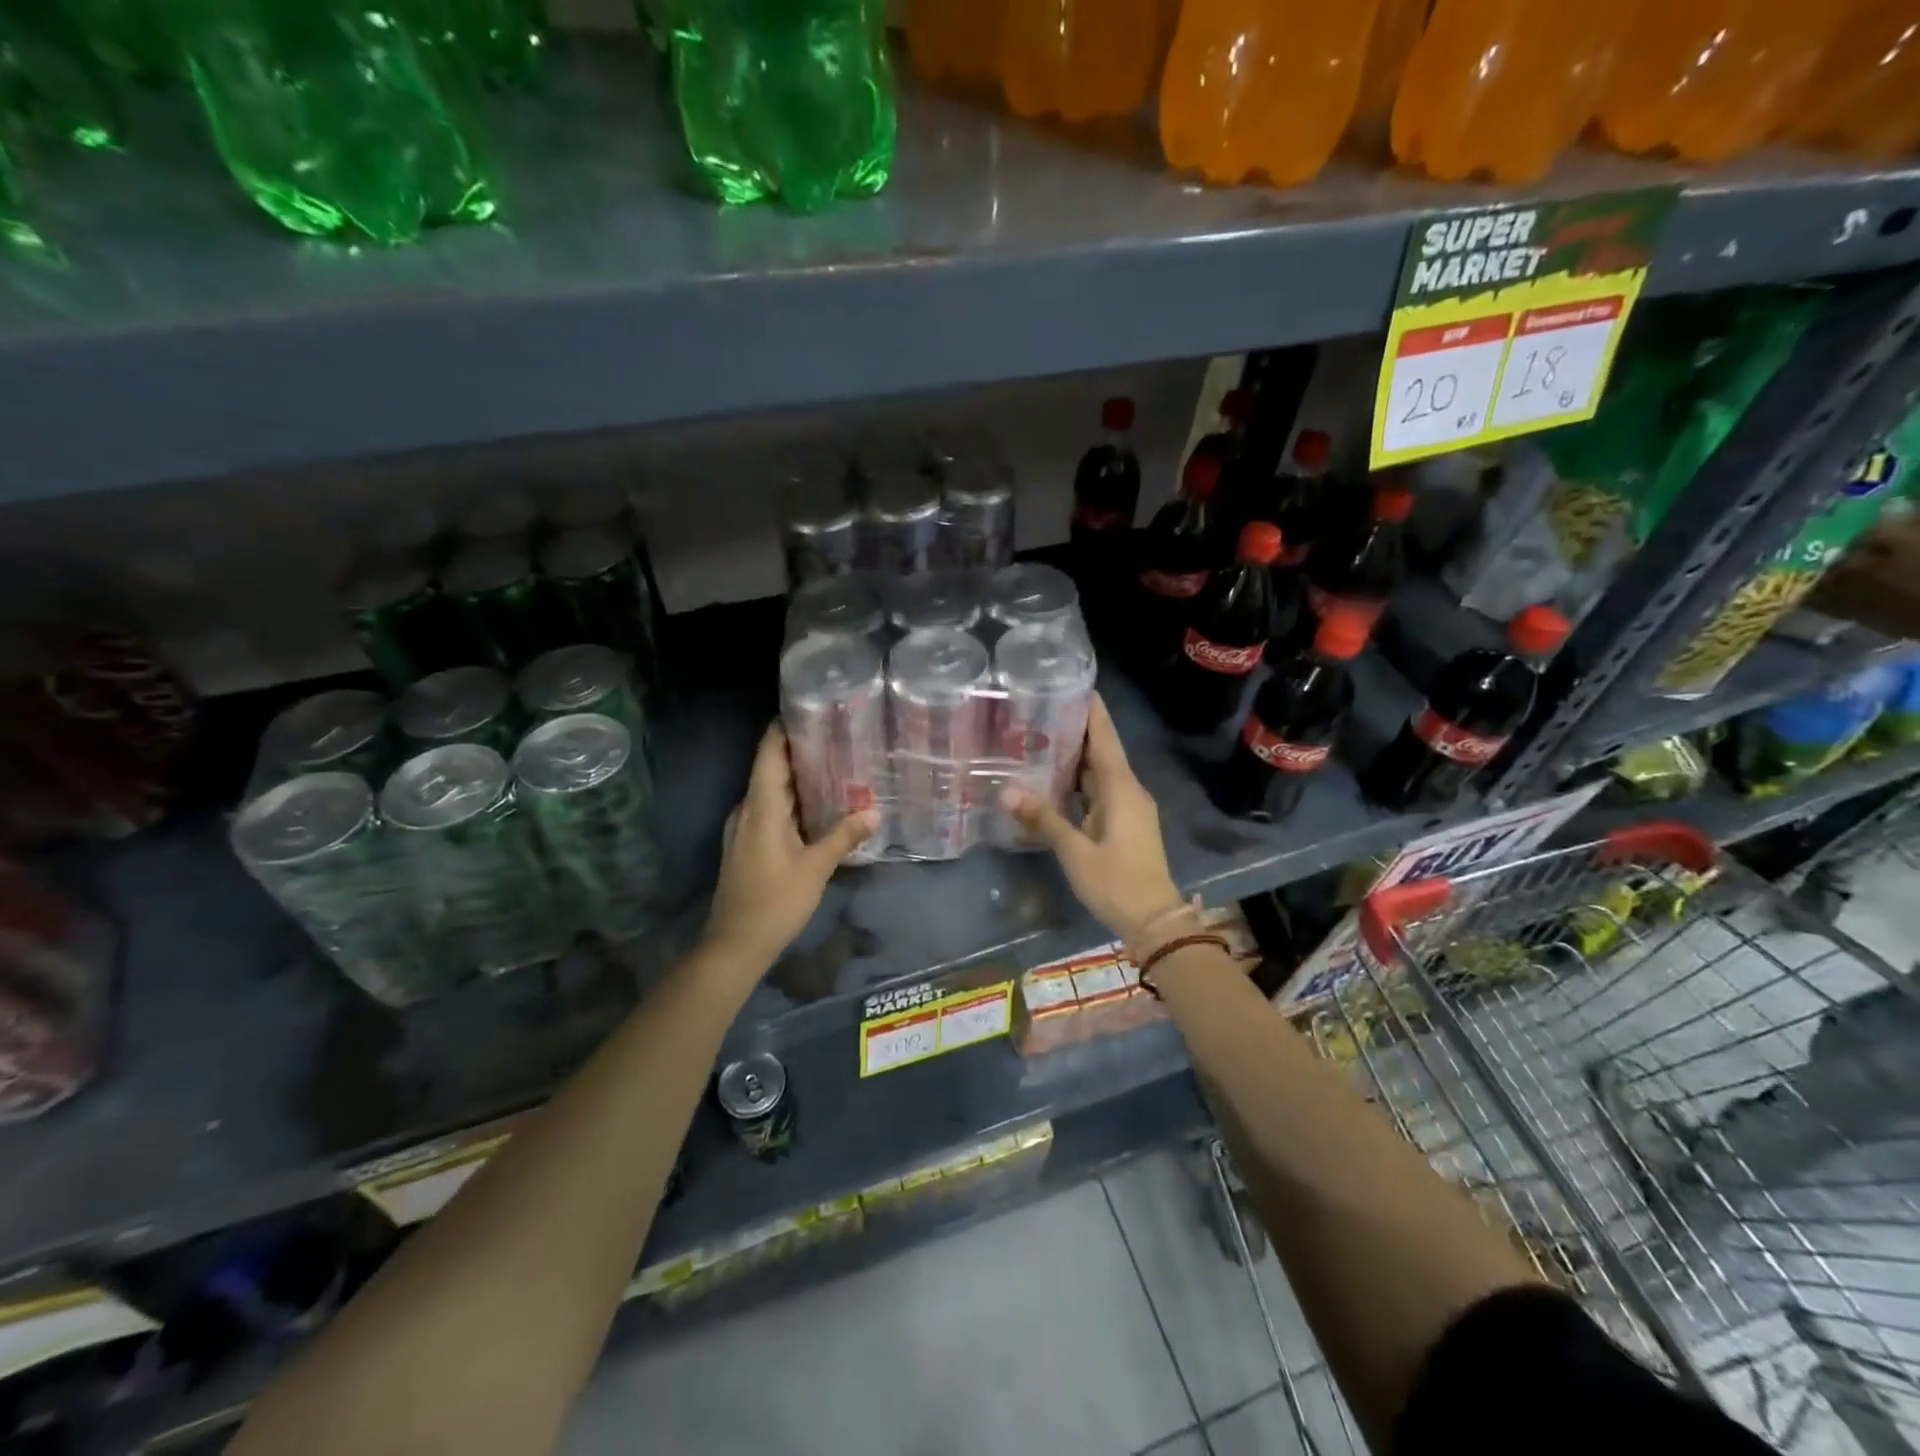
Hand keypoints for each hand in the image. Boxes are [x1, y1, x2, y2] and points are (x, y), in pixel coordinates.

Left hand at [700, 723, 880, 972]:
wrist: (733, 945)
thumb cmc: (774, 902)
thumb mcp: (815, 869)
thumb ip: (843, 837)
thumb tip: (875, 810)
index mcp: (760, 807)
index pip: (769, 753)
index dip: (784, 728)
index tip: (809, 708)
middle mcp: (747, 809)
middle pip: (772, 769)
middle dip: (801, 751)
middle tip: (839, 736)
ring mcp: (744, 828)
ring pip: (772, 791)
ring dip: (799, 778)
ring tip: (836, 765)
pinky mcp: (747, 844)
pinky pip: (771, 810)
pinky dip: (794, 801)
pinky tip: (819, 806)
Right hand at [999, 694, 1182, 943]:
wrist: (1153, 920)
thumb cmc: (1116, 881)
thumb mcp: (1075, 850)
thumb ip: (1042, 818)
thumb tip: (1005, 790)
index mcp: (1121, 788)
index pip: (1105, 737)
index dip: (1092, 710)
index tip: (1075, 683)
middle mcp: (1128, 790)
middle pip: (1102, 750)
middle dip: (1076, 729)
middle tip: (1041, 709)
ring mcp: (1128, 808)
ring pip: (1099, 772)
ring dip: (1076, 756)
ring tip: (1041, 738)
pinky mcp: (1124, 824)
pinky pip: (1099, 792)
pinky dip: (1079, 781)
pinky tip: (1055, 781)